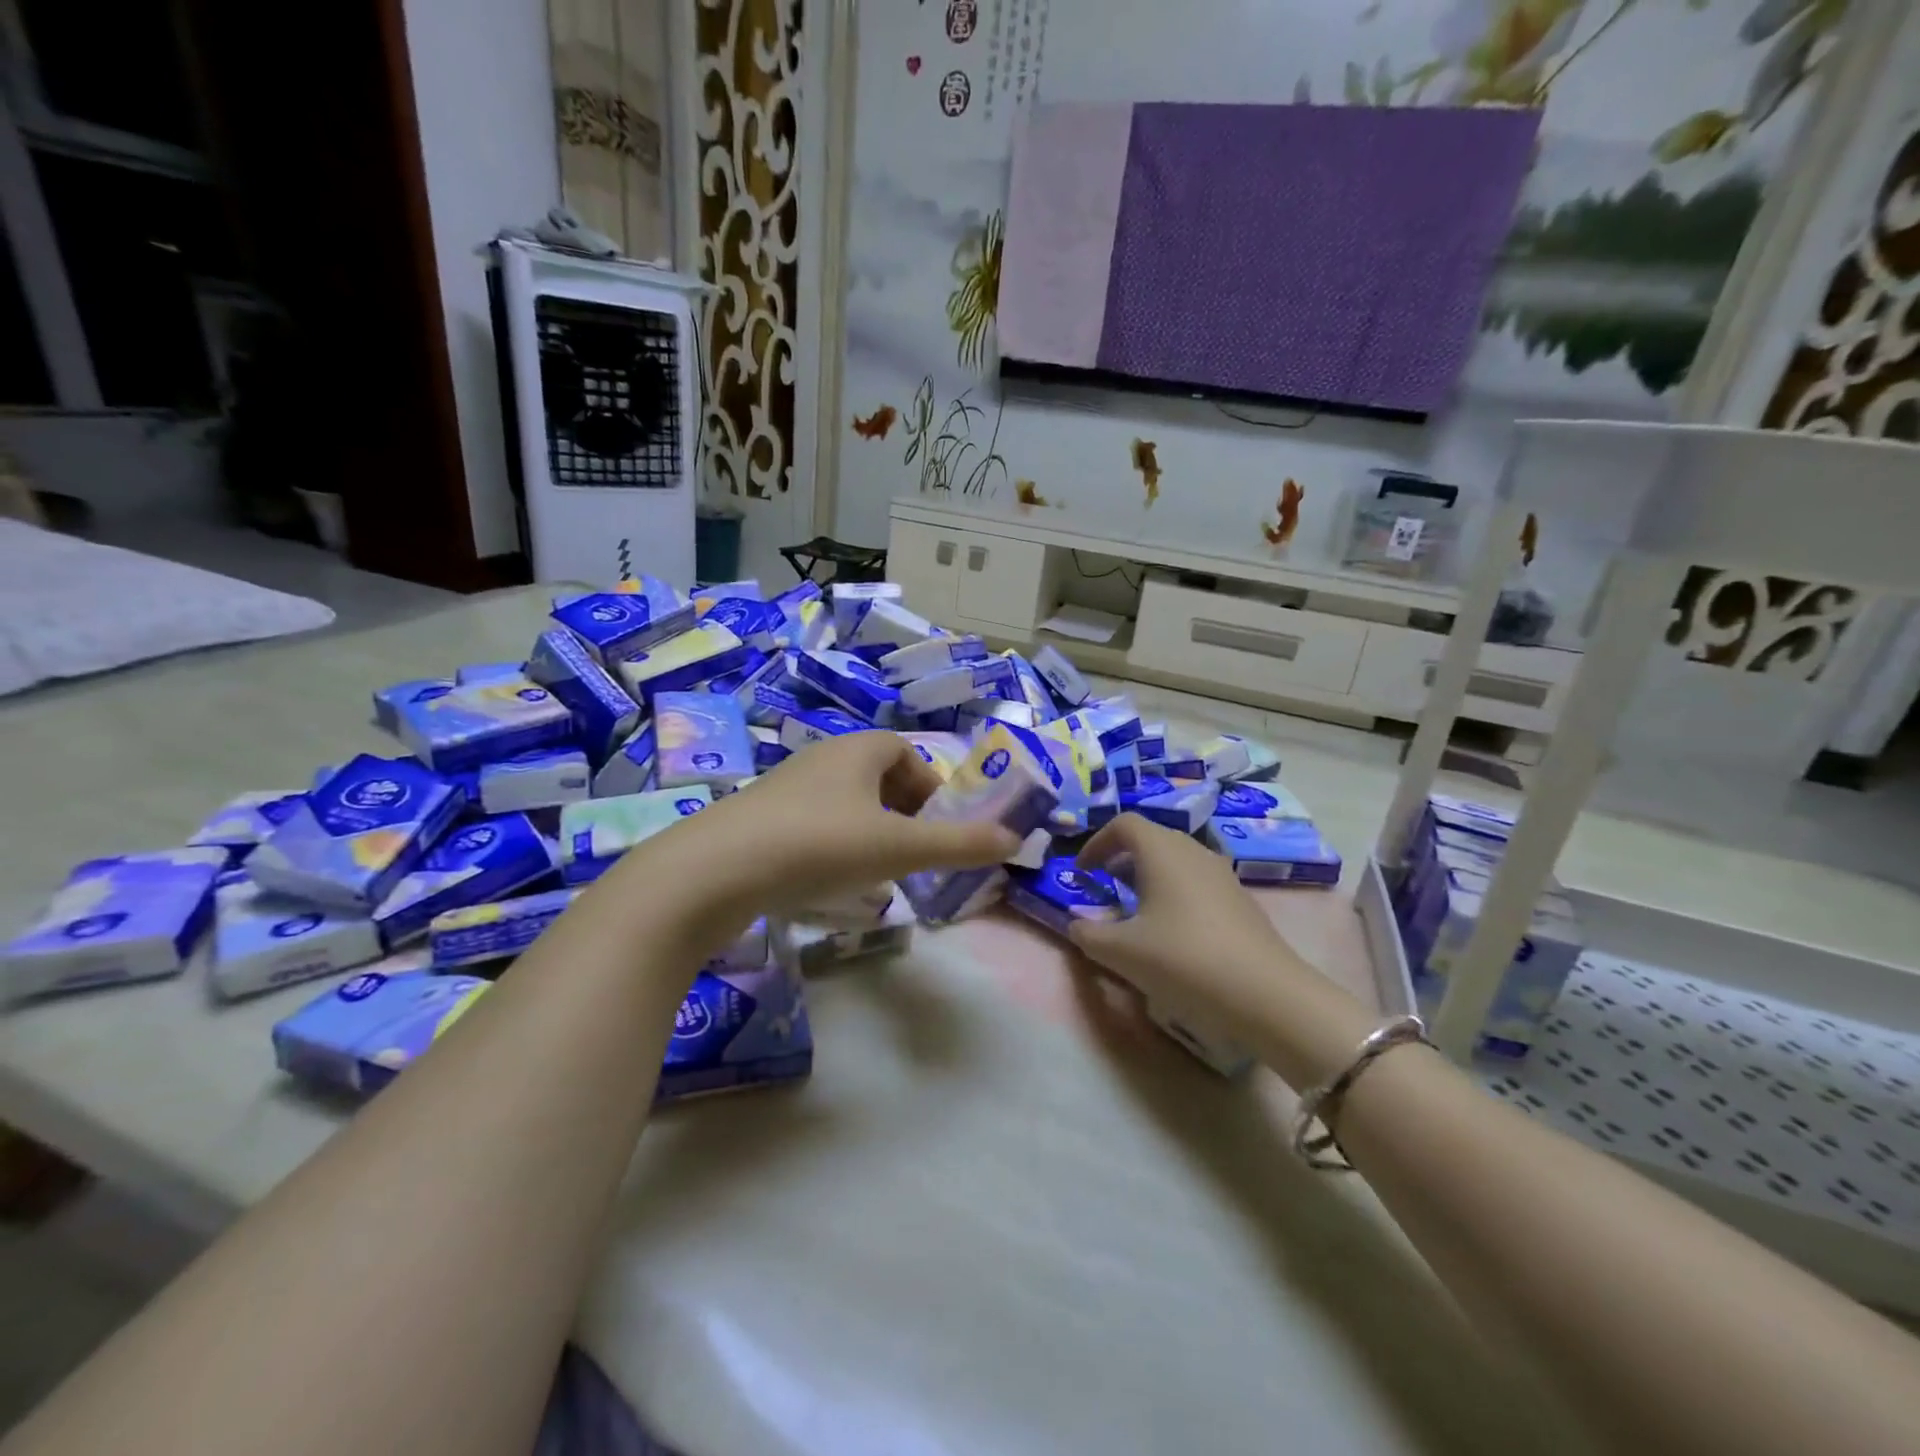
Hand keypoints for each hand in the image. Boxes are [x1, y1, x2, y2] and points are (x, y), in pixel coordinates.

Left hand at [666, 731, 1020, 917]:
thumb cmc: (819, 845)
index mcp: (856, 750)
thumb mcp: (899, 848)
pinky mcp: (758, 822)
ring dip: (870, 835)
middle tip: (915, 854)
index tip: (940, 825)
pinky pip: (813, 828)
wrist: (713, 872)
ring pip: (845, 806)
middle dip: (904, 814)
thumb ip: (959, 844)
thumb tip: (1016, 840)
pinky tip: (833, 887)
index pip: (904, 752)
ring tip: (880, 876)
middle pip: (876, 778)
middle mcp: (820, 759)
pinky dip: (835, 851)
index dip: (930, 785)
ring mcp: (785, 790)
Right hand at [1068, 813, 1311, 1026]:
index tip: (1083, 872)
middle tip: (1105, 888)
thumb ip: (1088, 934)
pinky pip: (1197, 882)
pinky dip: (1175, 893)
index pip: (1123, 824)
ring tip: (1137, 912)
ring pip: (1177, 860)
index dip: (1097, 842)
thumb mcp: (1120, 952)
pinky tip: (1173, 933)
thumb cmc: (1181, 959)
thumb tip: (1076, 925)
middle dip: (1122, 858)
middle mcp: (1193, 851)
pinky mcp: (1241, 900)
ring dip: (1150, 877)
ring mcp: (1222, 874)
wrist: (1264, 994)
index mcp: (1161, 850)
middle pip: (1152, 838)